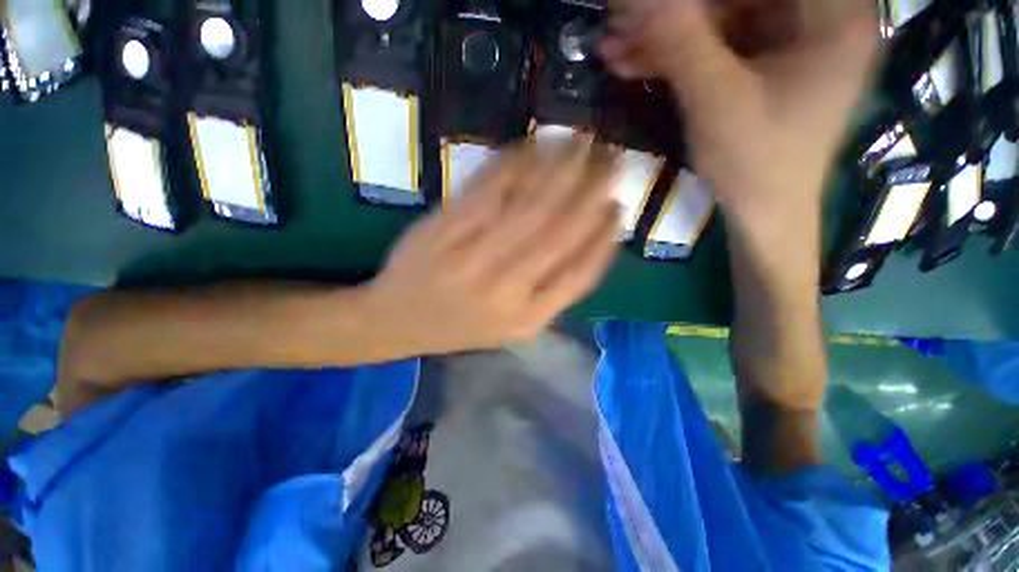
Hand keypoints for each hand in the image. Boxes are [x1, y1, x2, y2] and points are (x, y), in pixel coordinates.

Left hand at [368, 140, 621, 354]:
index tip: (619, 207)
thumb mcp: (510, 328)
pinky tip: (534, 147)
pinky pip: (488, 191)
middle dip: (592, 191)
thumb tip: (583, 246)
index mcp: (525, 319)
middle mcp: (505, 289)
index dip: (604, 239)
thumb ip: (547, 295)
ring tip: (582, 144)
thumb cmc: (458, 327)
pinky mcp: (444, 229)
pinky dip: (514, 164)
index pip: (579, 275)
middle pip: (559, 232)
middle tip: (613, 160)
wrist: (395, 321)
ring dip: (561, 170)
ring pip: (529, 205)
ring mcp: (472, 257)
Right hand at [601, 0, 878, 238]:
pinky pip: (717, 46)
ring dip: (665, 37)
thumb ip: (681, 41)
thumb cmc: (755, 163)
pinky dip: (676, 56)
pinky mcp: (765, 64)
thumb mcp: (717, 100)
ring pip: (720, 20)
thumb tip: (639, 0)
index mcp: (832, 15)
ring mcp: (789, 41)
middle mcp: (817, 16)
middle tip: (621, 25)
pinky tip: (635, 65)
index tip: (647, 6)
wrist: (765, 213)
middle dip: (674, 14)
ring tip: (615, 51)